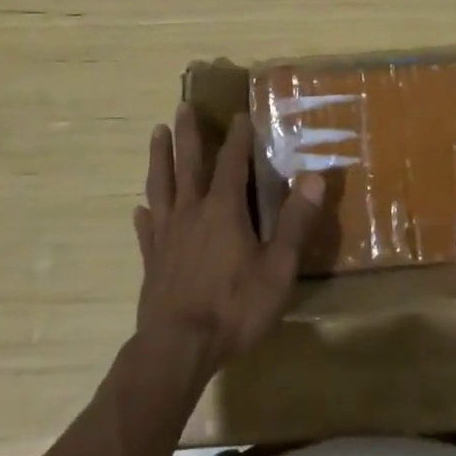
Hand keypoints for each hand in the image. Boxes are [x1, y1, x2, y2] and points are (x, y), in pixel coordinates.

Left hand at [132, 106, 323, 382]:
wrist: (177, 349)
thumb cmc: (234, 307)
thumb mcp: (277, 267)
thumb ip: (295, 222)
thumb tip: (314, 177)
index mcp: (223, 210)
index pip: (231, 164)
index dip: (237, 138)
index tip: (239, 114)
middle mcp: (192, 213)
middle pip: (188, 164)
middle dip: (188, 134)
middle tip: (182, 107)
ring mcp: (167, 236)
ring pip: (161, 186)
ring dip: (160, 158)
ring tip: (156, 134)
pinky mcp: (152, 260)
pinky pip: (146, 228)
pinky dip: (145, 213)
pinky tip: (140, 208)